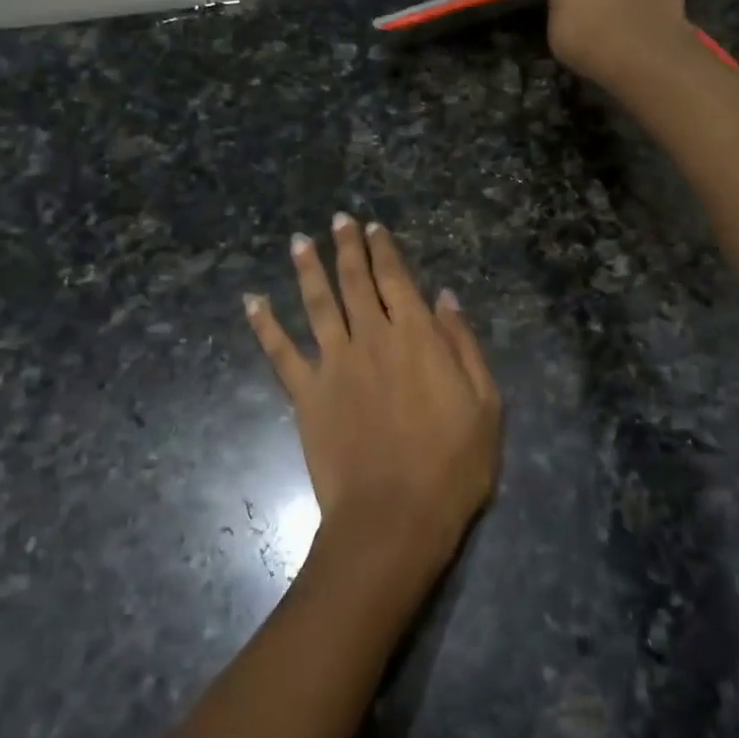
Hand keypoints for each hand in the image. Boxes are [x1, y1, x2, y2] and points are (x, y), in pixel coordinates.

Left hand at [244, 215, 502, 567]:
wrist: (395, 517)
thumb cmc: (452, 464)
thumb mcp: (485, 403)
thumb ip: (463, 344)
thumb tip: (444, 297)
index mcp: (415, 336)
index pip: (396, 279)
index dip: (384, 250)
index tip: (373, 227)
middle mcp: (371, 337)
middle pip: (354, 281)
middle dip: (346, 247)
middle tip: (337, 220)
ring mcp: (333, 364)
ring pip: (317, 304)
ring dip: (307, 269)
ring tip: (299, 241)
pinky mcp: (306, 394)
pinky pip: (280, 352)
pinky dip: (264, 324)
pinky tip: (253, 301)